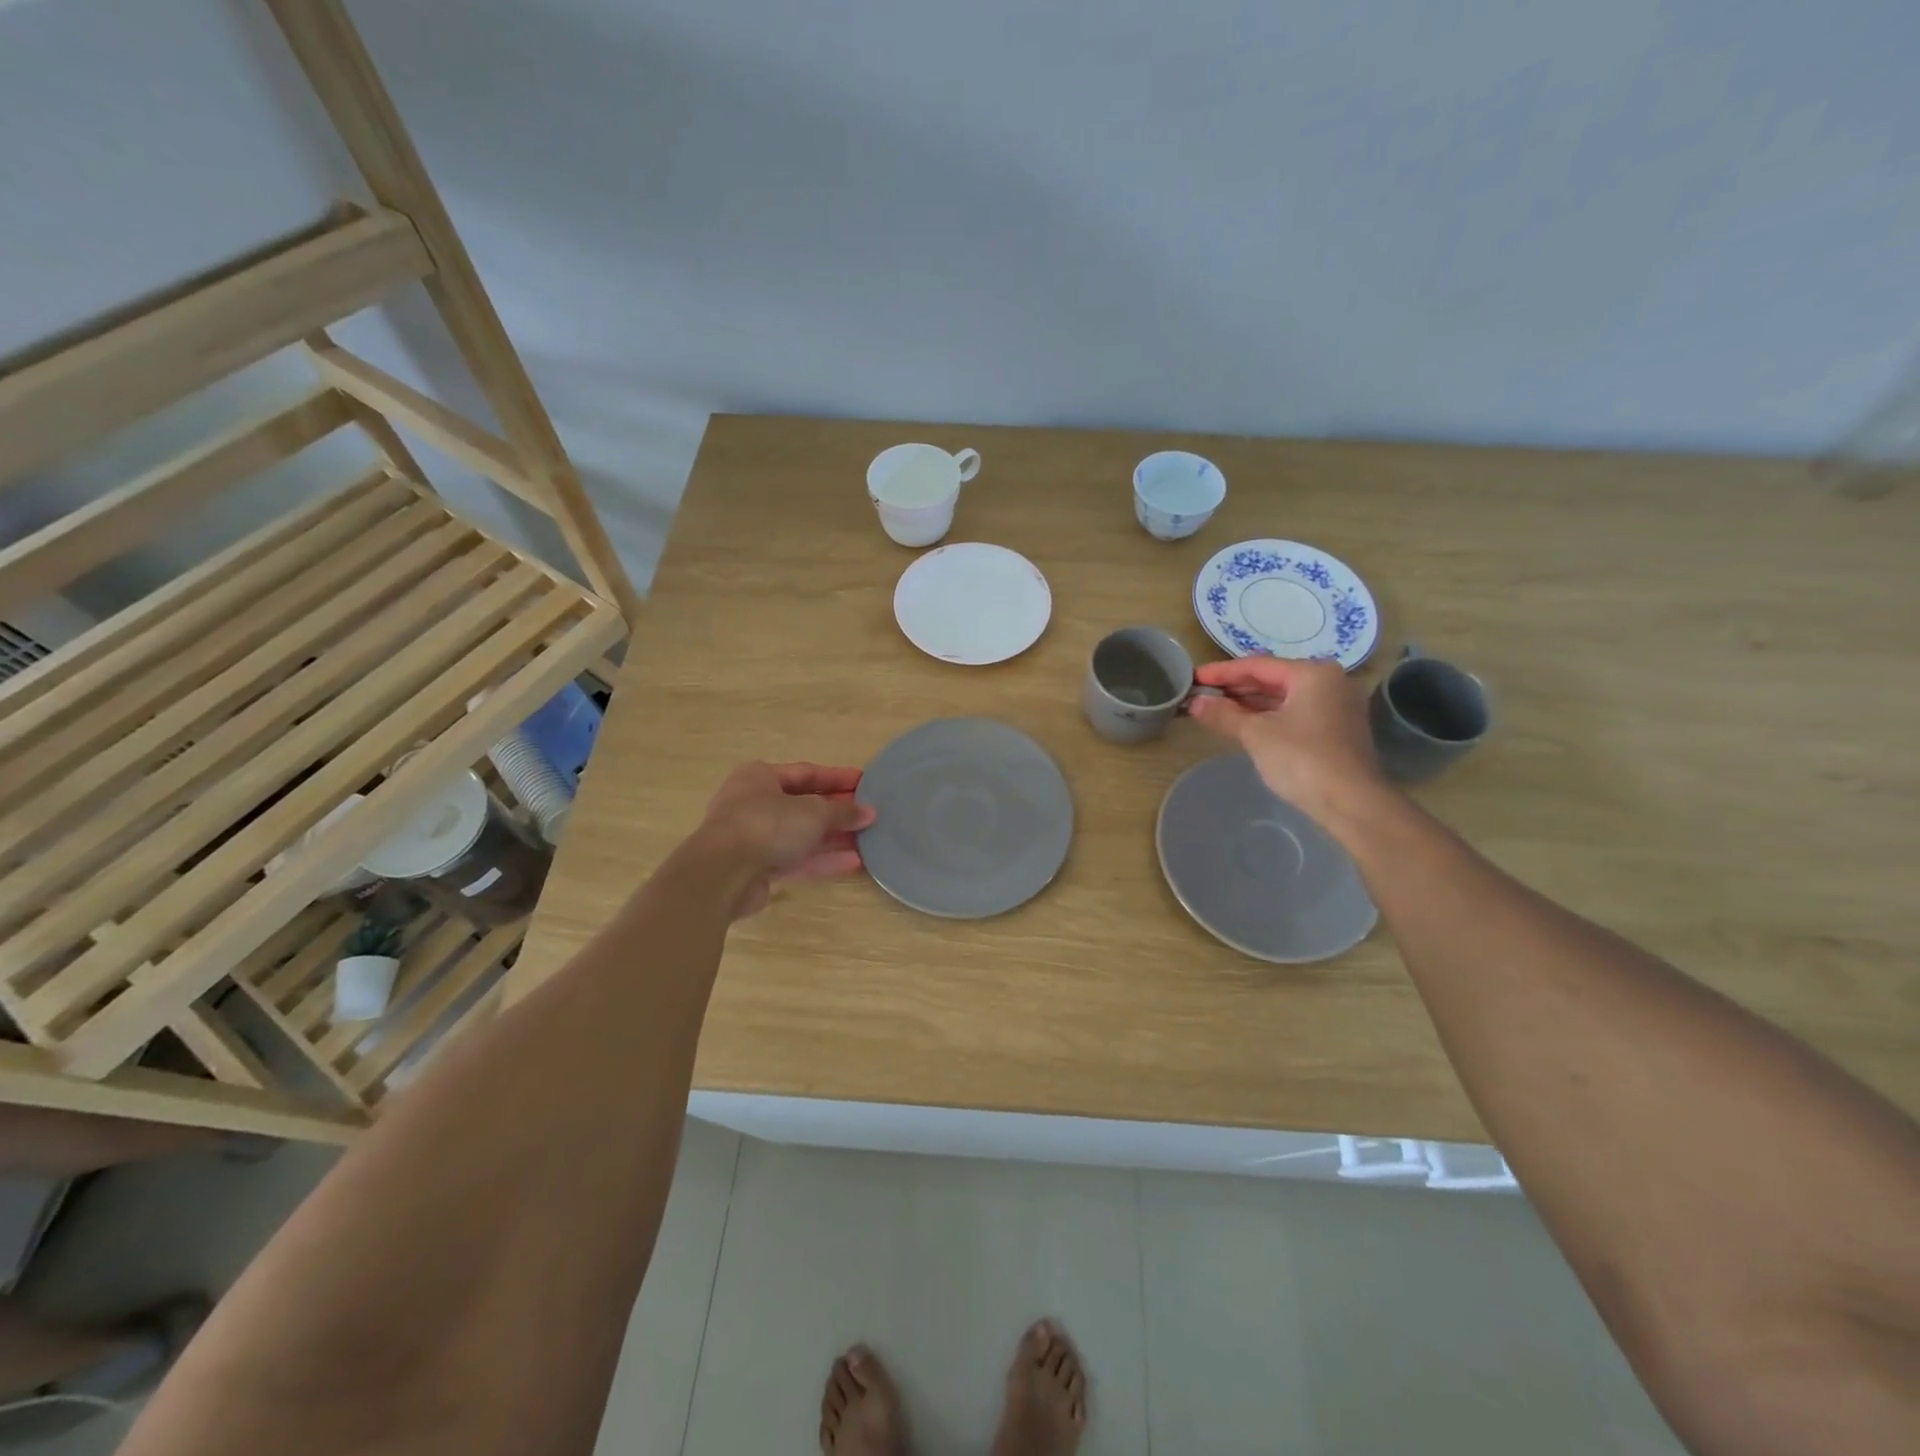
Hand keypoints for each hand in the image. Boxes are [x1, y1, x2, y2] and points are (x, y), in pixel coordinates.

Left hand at [693, 761, 875, 917]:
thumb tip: (869, 813)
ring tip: (867, 840)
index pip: (806, 773)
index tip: (864, 782)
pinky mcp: (756, 868)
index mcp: (760, 777)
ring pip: (800, 834)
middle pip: (803, 804)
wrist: (722, 874)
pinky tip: (853, 863)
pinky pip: (795, 859)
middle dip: (836, 811)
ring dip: (832, 838)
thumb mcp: (813, 812)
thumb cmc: (767, 825)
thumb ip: (843, 812)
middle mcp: (754, 803)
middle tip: (868, 814)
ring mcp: (753, 837)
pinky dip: (822, 860)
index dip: (837, 778)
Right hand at [1187, 658, 1390, 824]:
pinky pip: (1294, 713)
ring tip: (1216, 709)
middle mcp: (1329, 682)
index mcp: (1313, 673)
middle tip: (1202, 693)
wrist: (1351, 803)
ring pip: (1283, 698)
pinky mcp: (1336, 730)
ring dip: (1250, 703)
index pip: (1257, 666)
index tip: (1194, 677)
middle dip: (1236, 688)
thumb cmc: (1302, 759)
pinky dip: (1268, 717)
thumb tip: (1195, 702)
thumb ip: (1224, 715)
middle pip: (1272, 679)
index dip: (1222, 672)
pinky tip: (1244, 724)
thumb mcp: (1256, 734)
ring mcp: (1336, 707)